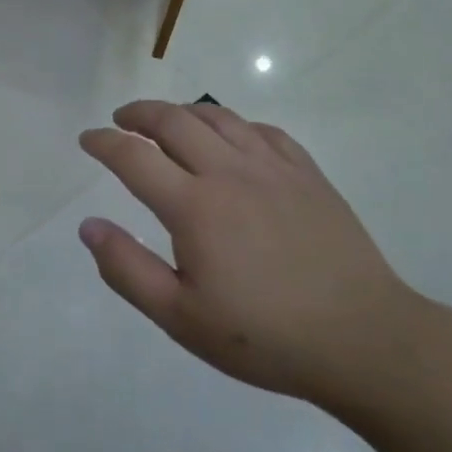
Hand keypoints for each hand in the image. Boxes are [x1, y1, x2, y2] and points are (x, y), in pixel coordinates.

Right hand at [78, 100, 416, 405]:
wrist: (364, 339)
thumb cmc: (264, 336)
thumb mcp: (180, 317)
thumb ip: (127, 269)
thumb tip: (88, 226)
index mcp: (194, 207)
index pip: (134, 157)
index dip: (104, 142)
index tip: (87, 139)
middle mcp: (230, 173)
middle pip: (174, 121)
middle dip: (139, 113)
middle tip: (121, 119)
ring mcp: (274, 169)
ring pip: (219, 118)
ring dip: (183, 111)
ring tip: (167, 121)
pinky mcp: (307, 175)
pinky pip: (263, 131)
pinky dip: (234, 124)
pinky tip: (230, 138)